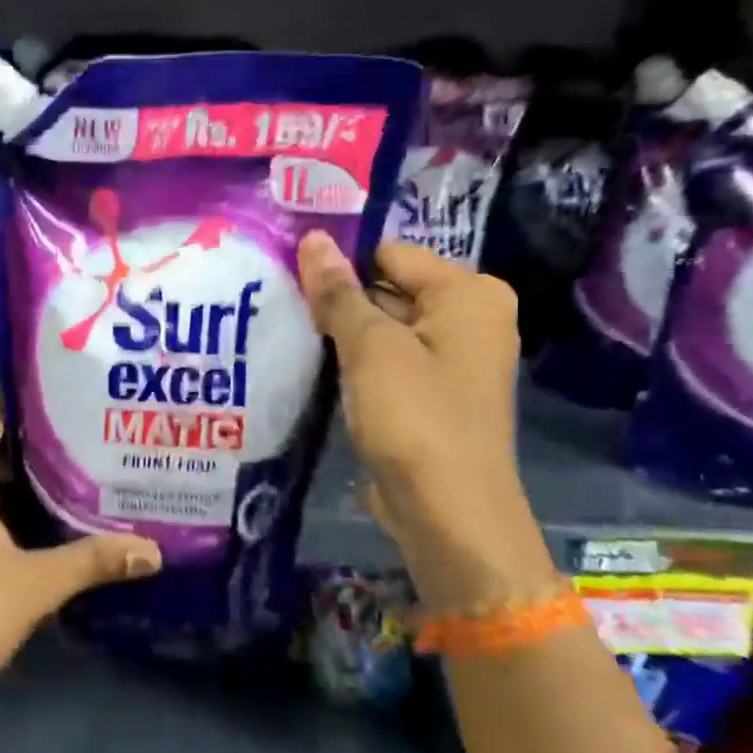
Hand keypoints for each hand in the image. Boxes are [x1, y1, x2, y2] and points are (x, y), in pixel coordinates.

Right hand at [297, 233, 558, 611]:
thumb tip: (314, 240)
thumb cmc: (415, 418)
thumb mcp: (370, 347)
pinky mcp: (432, 393)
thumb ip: (339, 292)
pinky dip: (355, 361)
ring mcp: (452, 358)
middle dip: (339, 299)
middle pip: (388, 288)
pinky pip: (388, 359)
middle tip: (282, 305)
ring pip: (383, 326)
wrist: (447, 513)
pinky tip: (316, 366)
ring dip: (342, 332)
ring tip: (290, 331)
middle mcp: (470, 318)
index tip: (291, 279)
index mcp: (469, 294)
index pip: (389, 254)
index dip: (340, 265)